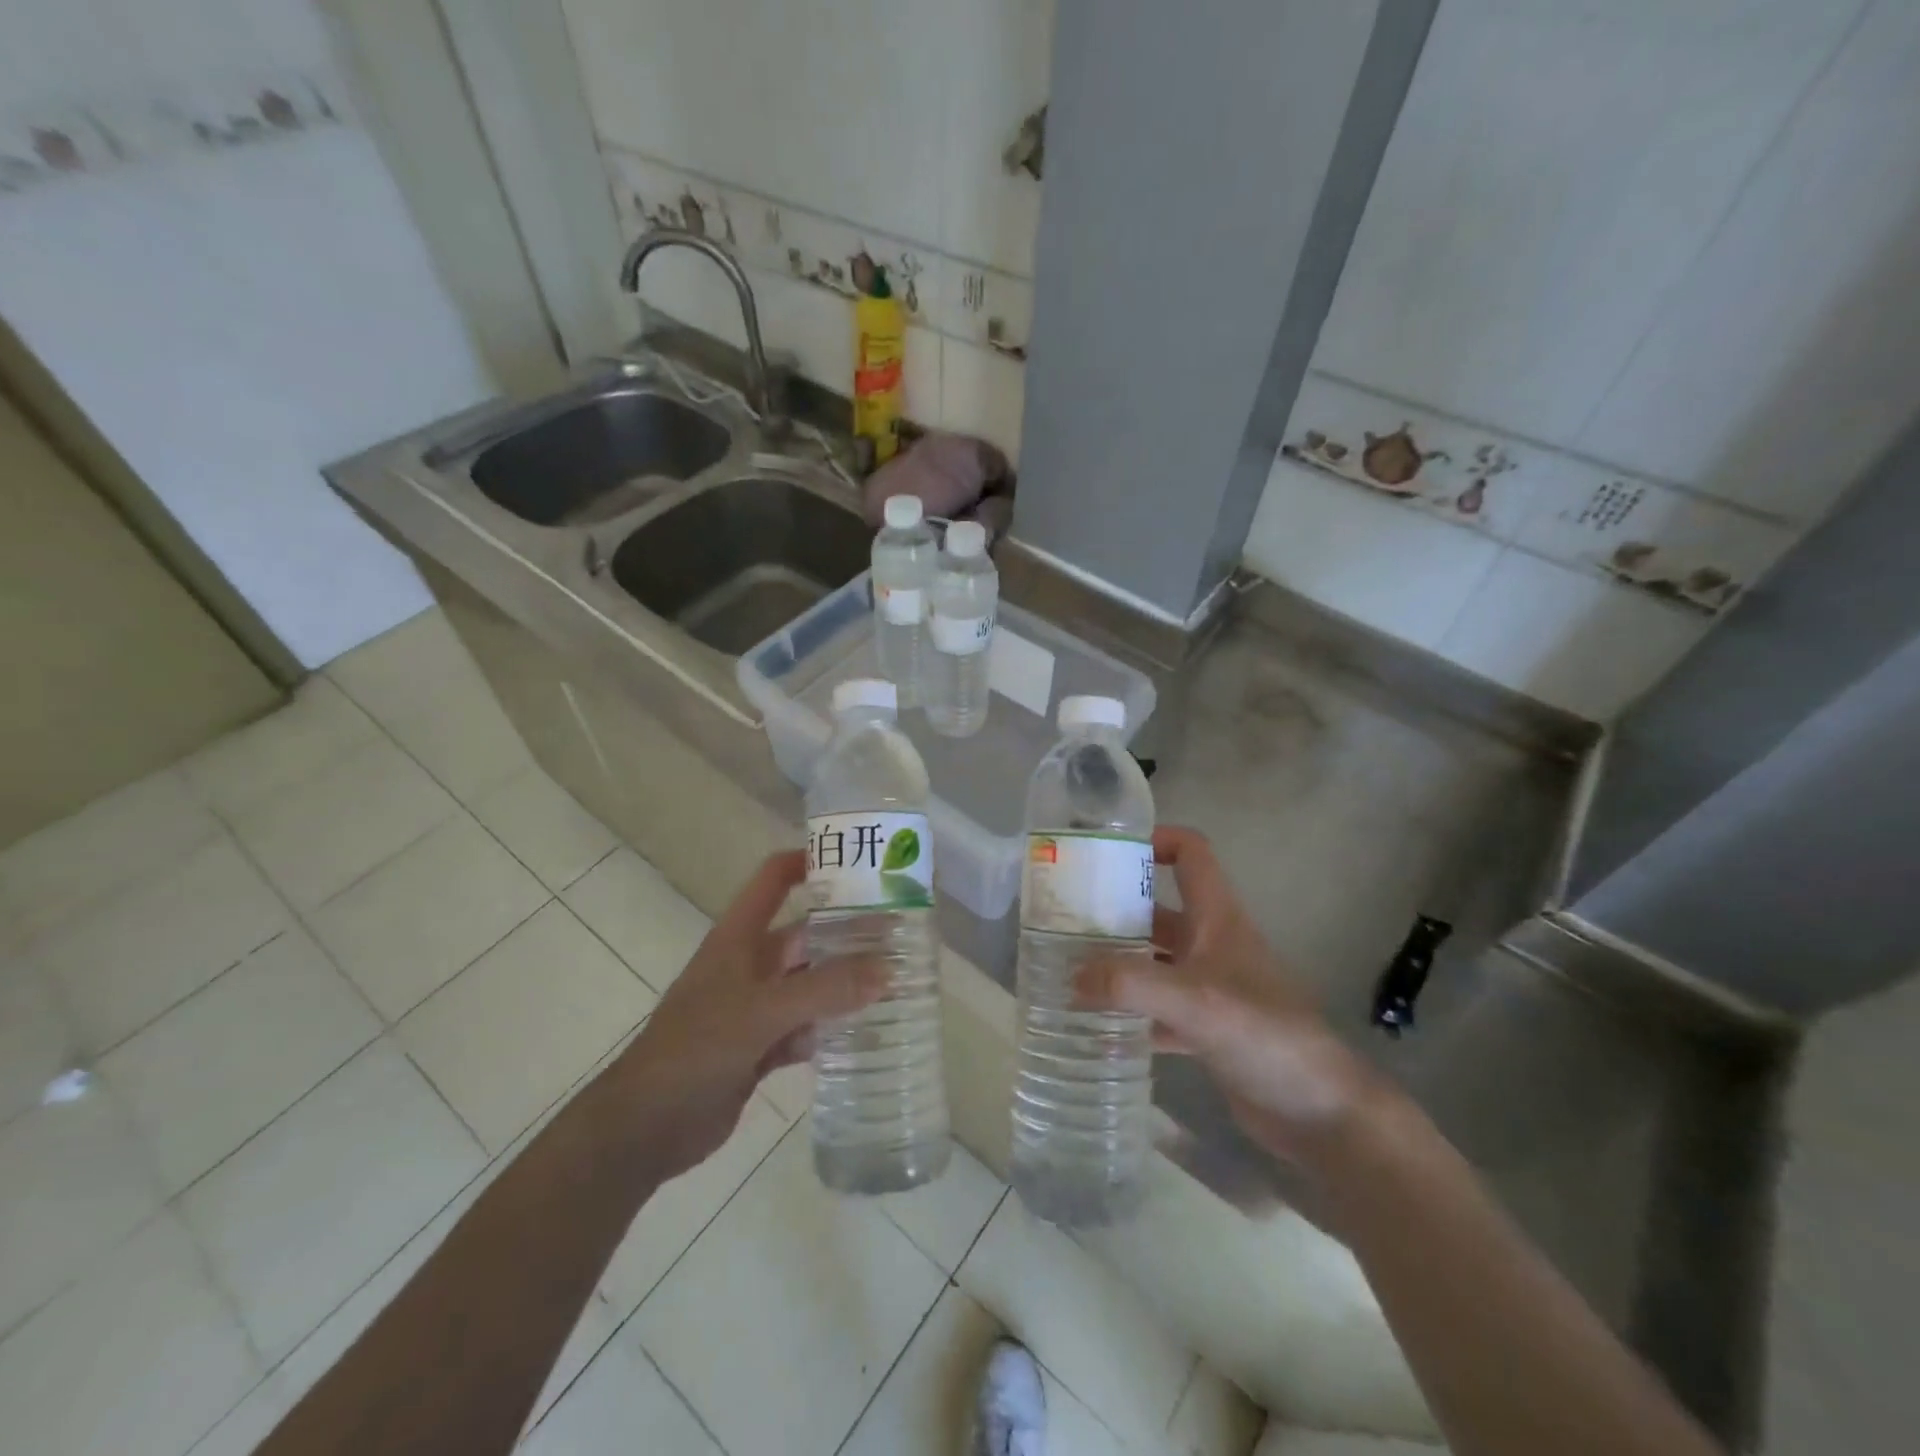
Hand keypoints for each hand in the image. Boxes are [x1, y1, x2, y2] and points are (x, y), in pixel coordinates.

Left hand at [617, 851, 882, 1178]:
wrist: (645, 1128)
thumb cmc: (696, 1049)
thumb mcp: (762, 1011)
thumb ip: (825, 989)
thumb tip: (888, 968)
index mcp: (739, 938)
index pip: (774, 880)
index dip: (808, 861)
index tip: (859, 863)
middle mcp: (750, 965)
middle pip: (805, 935)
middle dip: (847, 932)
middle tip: (902, 933)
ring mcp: (756, 1007)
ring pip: (810, 983)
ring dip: (845, 982)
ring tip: (899, 978)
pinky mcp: (761, 1046)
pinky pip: (806, 1026)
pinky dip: (830, 1027)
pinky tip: (865, 1030)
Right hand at [1078, 826, 1385, 1166]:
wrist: (1320, 1113)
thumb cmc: (1265, 1035)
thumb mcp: (1195, 1001)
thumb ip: (1130, 984)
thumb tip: (1071, 977)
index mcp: (1218, 918)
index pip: (1191, 854)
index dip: (1155, 840)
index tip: (1106, 854)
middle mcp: (1212, 944)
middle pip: (1159, 909)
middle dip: (1115, 910)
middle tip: (1063, 919)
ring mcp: (1210, 988)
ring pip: (1154, 960)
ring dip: (1117, 963)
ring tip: (1068, 968)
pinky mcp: (1206, 1029)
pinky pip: (1157, 1009)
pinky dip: (1129, 1012)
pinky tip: (1096, 1023)